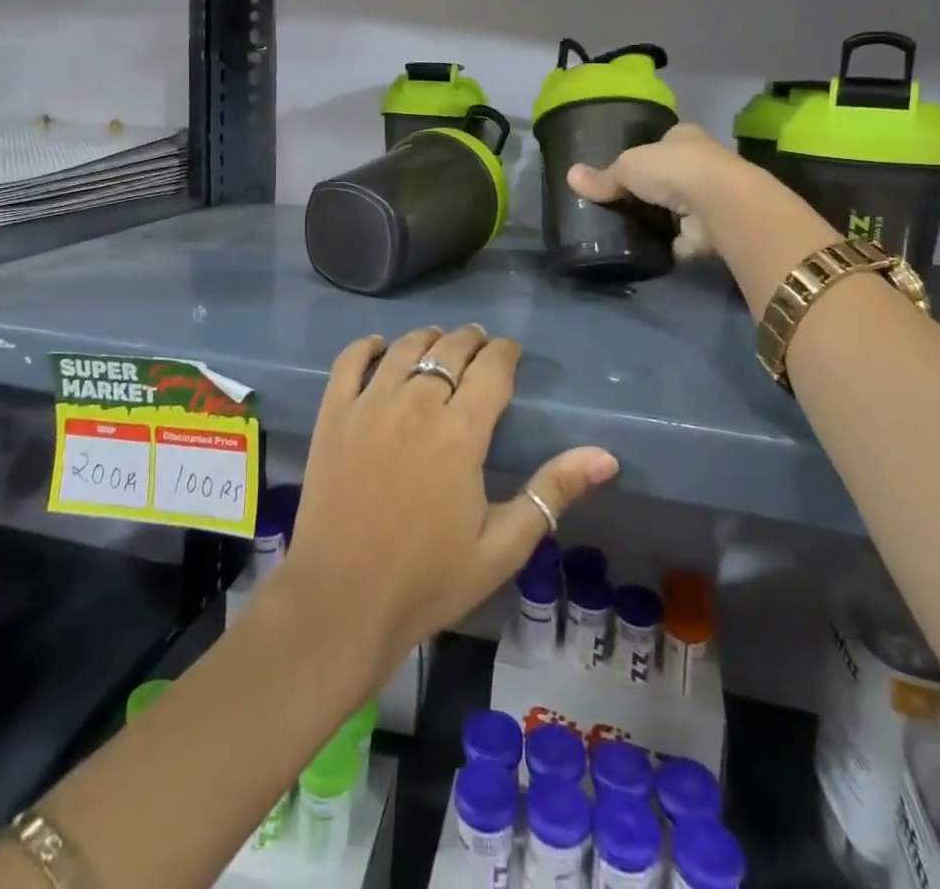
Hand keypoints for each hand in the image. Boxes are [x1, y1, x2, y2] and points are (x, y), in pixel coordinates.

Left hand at [277, 325, 618, 676]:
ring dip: (428, 337)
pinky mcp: (333, 415)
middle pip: (449, 350)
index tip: (512, 353)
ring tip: (439, 341)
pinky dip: (368, 346)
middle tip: (480, 345)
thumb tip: (606, 456)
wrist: (342, 602)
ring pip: (405, 348)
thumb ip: (552, 492)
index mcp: (460, 434)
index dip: (505, 353)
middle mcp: (415, 405)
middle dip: (471, 341)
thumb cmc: (428, 579)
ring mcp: (369, 406)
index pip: (491, 369)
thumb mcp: (503, 546)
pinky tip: (380, 347)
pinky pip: (349, 362)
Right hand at [566, 122, 740, 257]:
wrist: (719, 204)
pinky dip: (666, 246)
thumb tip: (570, 176)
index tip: (624, 170)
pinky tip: (643, 251)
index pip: (663, 142)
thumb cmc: (673, 169)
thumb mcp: (628, 165)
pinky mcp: (710, 232)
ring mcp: (708, 199)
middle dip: (649, 189)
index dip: (645, 154)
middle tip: (617, 203)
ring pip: (676, 209)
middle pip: (669, 176)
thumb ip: (603, 176)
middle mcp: (702, 164)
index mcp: (685, 137)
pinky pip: (681, 240)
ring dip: (658, 219)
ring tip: (623, 229)